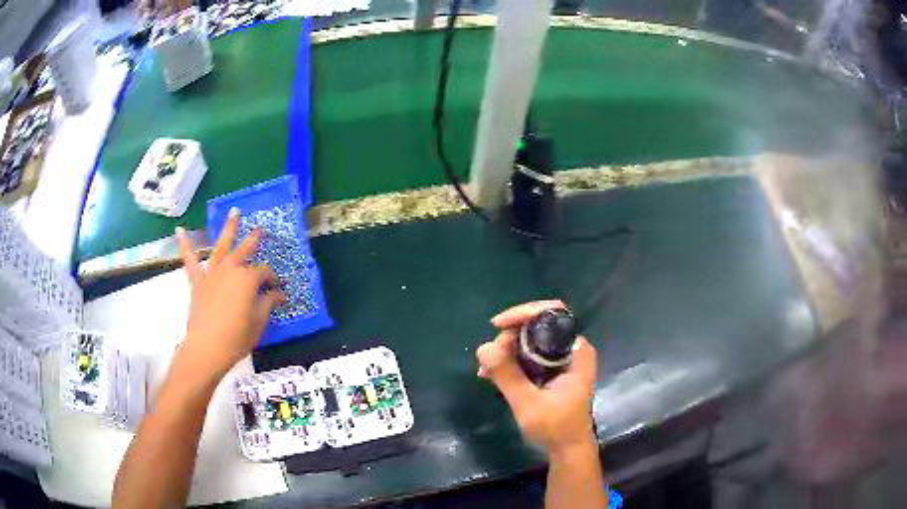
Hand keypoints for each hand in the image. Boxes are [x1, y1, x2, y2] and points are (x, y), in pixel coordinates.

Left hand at [176, 208, 285, 379]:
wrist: (207, 348)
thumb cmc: (237, 337)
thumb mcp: (259, 322)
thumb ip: (268, 303)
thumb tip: (278, 293)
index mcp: (248, 279)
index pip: (265, 274)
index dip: (273, 281)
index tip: (278, 292)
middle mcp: (231, 269)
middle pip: (245, 250)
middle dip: (254, 240)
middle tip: (261, 231)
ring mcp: (213, 273)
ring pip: (222, 246)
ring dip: (228, 228)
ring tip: (234, 211)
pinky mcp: (198, 281)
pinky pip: (190, 261)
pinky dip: (185, 245)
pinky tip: (180, 230)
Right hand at [476, 300, 598, 455]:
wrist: (567, 449)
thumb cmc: (556, 428)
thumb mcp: (529, 404)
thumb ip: (508, 376)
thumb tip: (483, 347)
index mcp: (575, 351)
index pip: (552, 313)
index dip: (525, 313)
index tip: (498, 325)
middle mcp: (570, 349)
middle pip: (537, 325)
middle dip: (509, 336)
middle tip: (489, 357)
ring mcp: (561, 359)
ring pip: (529, 340)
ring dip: (505, 350)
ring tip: (486, 369)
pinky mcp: (551, 370)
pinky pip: (528, 355)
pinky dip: (509, 361)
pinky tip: (490, 374)